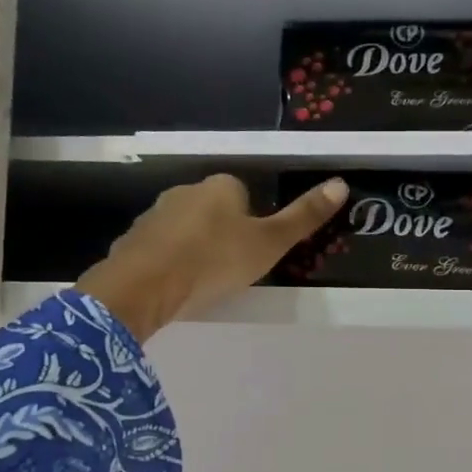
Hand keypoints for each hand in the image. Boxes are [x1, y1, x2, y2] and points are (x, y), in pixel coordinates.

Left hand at [74, 174, 346, 341]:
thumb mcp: (269, 243)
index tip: (253, 249)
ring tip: (201, 280)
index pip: (243, 192)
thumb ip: (302, 217)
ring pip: (183, 227)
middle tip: (231, 267)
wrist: (145, 286)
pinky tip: (173, 285)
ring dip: (193, 246)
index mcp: (221, 186)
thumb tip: (341, 184)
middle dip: (221, 232)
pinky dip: (167, 262)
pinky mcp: (131, 241)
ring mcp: (153, 215)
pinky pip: (158, 248)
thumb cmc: (216, 261)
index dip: (252, 220)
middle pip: (212, 208)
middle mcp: (185, 191)